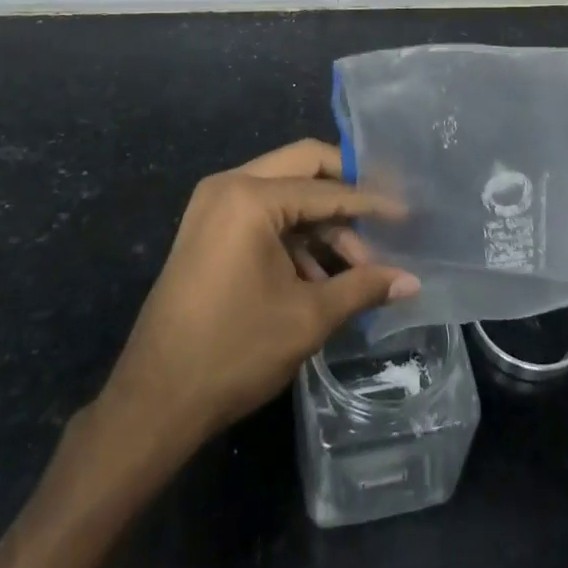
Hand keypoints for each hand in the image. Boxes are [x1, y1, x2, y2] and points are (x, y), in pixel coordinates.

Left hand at [97, 141, 418, 456]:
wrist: (154, 401)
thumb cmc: (234, 351)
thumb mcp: (308, 317)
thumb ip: (363, 287)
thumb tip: (413, 281)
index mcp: (251, 197)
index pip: (326, 188)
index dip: (371, 203)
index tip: (407, 213)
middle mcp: (229, 185)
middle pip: (303, 167)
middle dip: (345, 192)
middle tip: (383, 216)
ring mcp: (214, 205)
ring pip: (284, 193)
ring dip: (321, 223)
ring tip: (356, 268)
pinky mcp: (209, 229)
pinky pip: (263, 215)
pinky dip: (294, 237)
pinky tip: (320, 276)